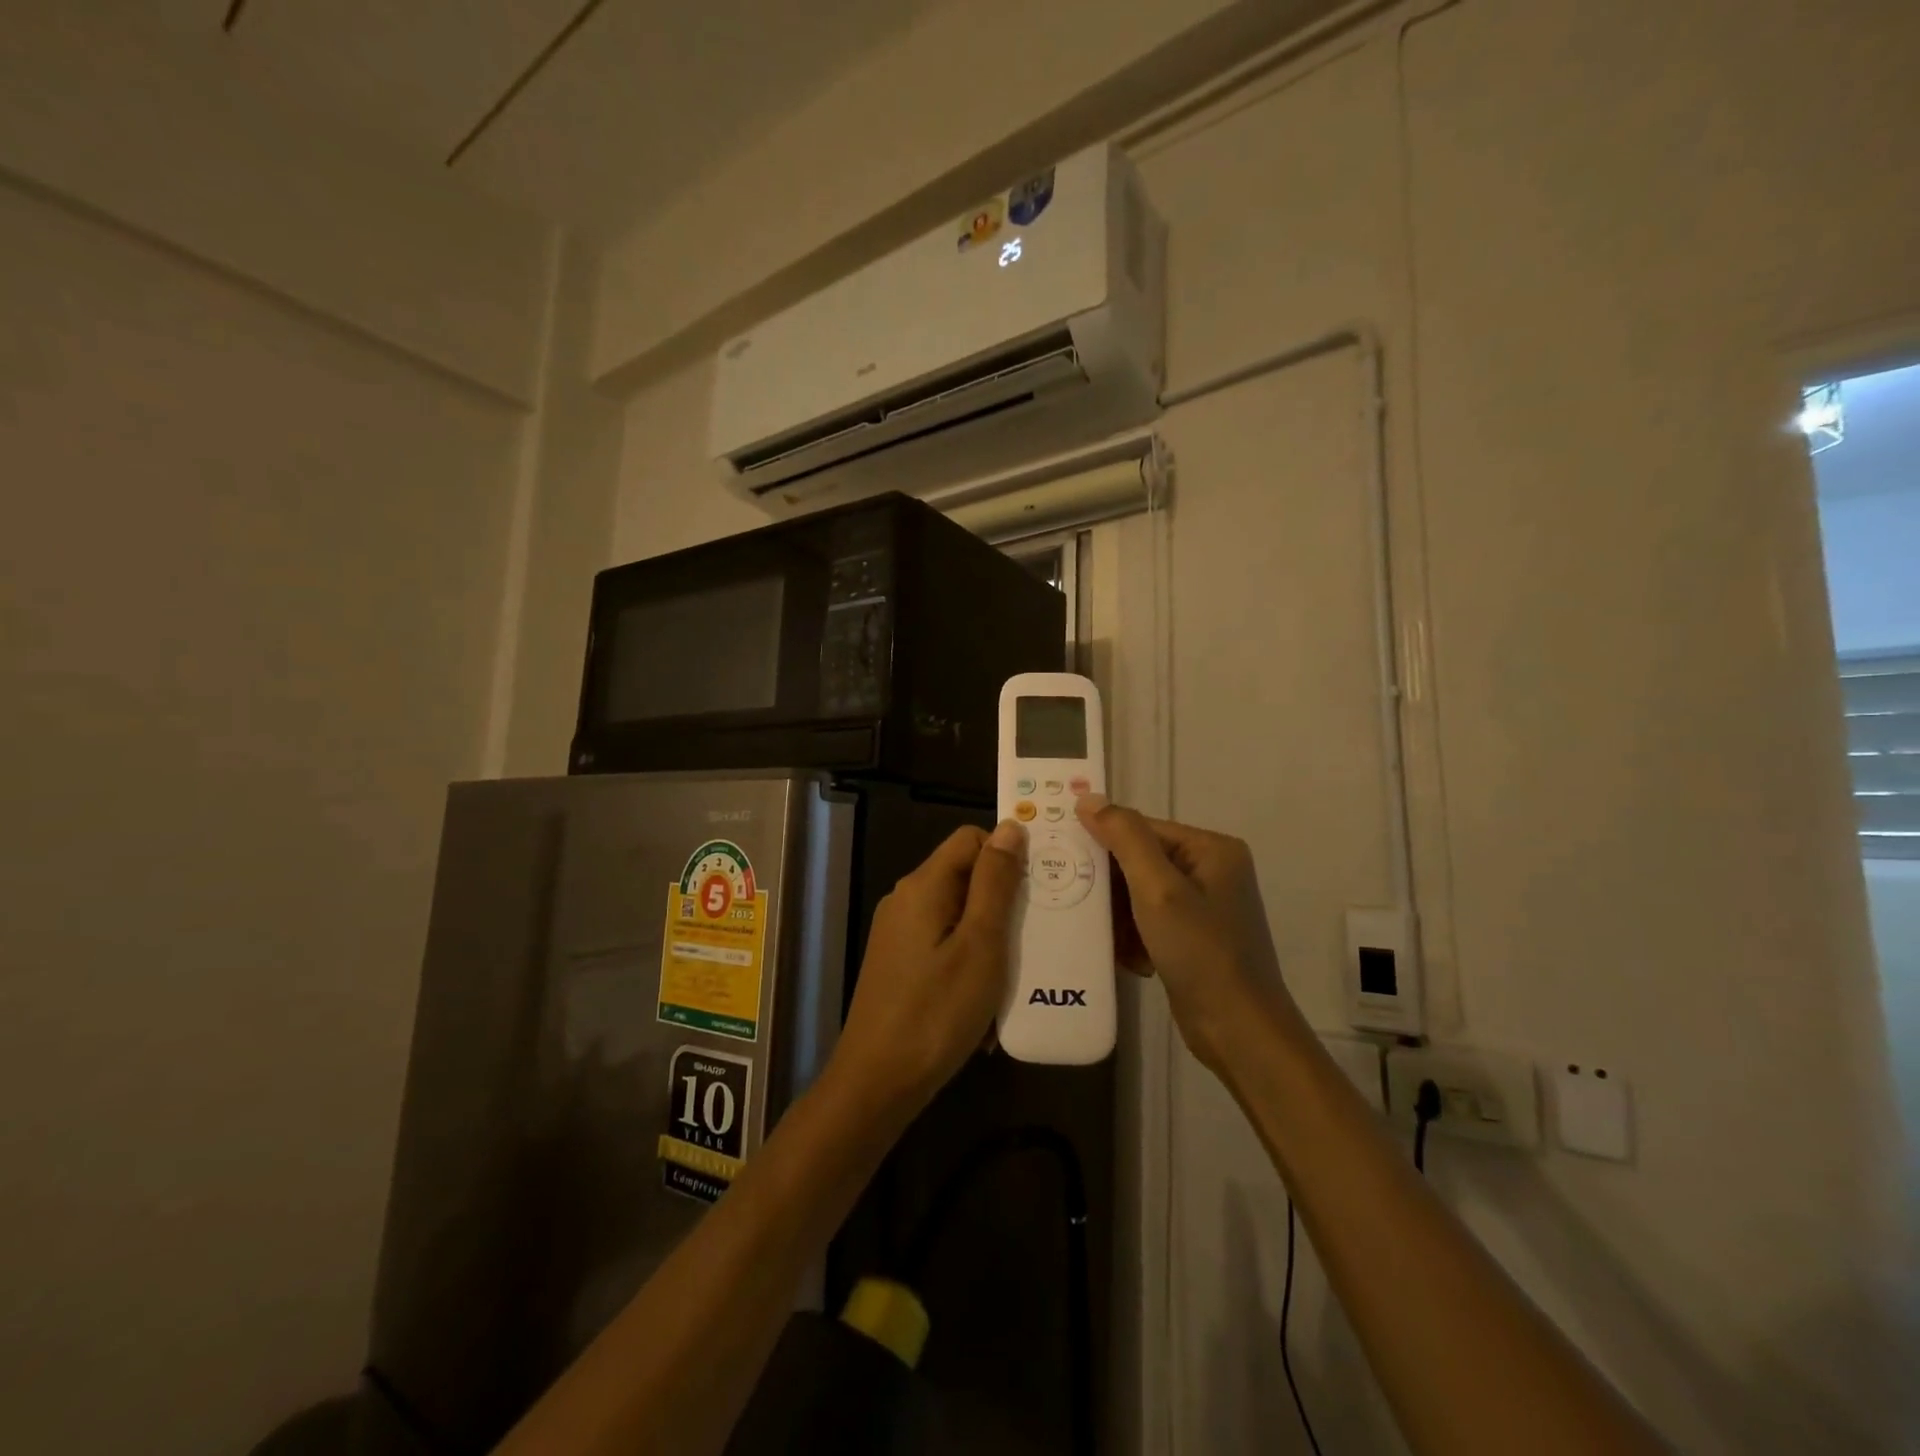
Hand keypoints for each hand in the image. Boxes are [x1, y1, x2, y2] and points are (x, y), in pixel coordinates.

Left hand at [830, 821, 1025, 1110]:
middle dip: (1002, 899)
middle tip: (1037, 931)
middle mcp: (906, 899)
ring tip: (1018, 968)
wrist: (878, 1081)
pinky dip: (969, 958)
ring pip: (957, 913)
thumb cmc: (937, 1011)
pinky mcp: (899, 962)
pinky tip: (987, 997)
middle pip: (964, 875)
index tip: (1038, 888)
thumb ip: (995, 882)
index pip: (970, 839)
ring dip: (989, 935)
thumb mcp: (980, 943)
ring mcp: (898, 932)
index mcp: (923, 885)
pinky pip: (943, 942)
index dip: (1006, 854)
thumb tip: (1010, 827)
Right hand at [1075, 795, 1301, 1075]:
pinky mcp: (1194, 938)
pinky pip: (1150, 922)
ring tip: (1108, 938)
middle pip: (1140, 862)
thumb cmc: (1201, 952)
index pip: (1143, 829)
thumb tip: (1088, 797)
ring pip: (1140, 895)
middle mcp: (1211, 871)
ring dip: (1120, 917)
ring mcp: (1204, 907)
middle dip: (1111, 887)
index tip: (1064, 859)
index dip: (1103, 842)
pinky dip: (1134, 938)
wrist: (1239, 1032)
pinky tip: (1129, 958)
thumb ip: (1124, 838)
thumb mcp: (1158, 889)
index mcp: (1212, 849)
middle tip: (1077, 901)